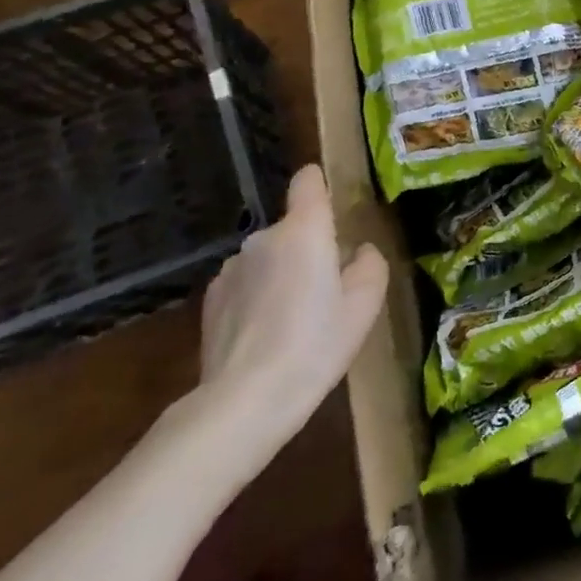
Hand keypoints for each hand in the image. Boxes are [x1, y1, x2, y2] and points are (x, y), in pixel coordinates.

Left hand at [194, 165, 387, 433]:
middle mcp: (264, 237)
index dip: (320, 186)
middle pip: (293, 228)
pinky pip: (245, 283)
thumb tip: (360, 252)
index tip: (333, 209)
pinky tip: (263, 336)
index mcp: (304, 230)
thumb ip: (370, 265)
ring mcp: (232, 267)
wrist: (245, 399)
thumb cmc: (316, 345)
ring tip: (292, 322)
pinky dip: (256, 298)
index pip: (308, 181)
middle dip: (308, 249)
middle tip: (325, 293)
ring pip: (268, 258)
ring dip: (281, 274)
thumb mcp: (365, 307)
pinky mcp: (210, 297)